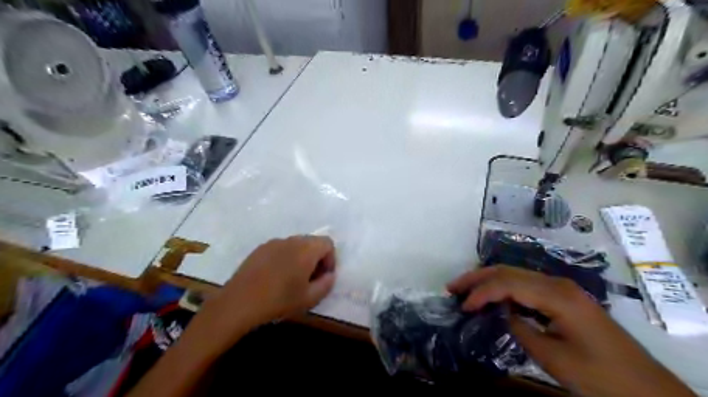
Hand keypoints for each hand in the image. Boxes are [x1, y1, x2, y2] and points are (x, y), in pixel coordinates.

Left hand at [193, 235, 336, 350]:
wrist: (239, 302)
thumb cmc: (279, 300)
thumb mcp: (310, 298)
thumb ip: (326, 284)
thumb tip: (330, 275)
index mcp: (306, 249)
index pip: (328, 243)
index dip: (330, 259)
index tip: (323, 276)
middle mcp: (292, 240)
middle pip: (312, 242)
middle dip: (316, 258)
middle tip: (310, 278)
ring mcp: (274, 242)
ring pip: (296, 244)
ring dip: (301, 257)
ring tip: (292, 278)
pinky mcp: (260, 248)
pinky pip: (281, 248)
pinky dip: (285, 257)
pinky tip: (276, 276)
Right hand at [447, 266, 695, 396]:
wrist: (646, 388)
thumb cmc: (599, 374)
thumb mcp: (553, 356)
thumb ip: (519, 328)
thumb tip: (498, 311)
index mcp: (556, 295)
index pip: (507, 283)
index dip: (480, 292)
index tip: (461, 306)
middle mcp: (557, 283)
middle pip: (508, 271)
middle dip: (477, 278)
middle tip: (452, 288)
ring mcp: (561, 288)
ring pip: (516, 275)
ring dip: (488, 281)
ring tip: (466, 291)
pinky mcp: (563, 297)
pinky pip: (526, 286)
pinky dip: (504, 289)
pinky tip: (493, 298)